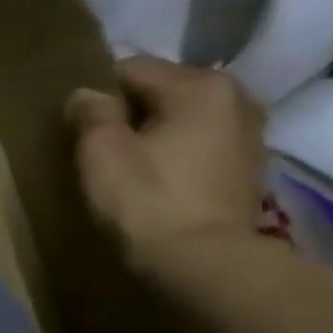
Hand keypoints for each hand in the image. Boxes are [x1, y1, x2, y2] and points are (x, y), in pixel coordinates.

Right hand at [65, 56, 265, 274]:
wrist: (202, 263)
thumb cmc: (146, 199)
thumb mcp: (101, 150)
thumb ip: (91, 112)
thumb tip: (87, 94)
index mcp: (200, 85)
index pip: (131, 69)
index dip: (99, 96)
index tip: (82, 129)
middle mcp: (236, 98)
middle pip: (163, 90)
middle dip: (132, 111)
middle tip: (104, 147)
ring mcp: (250, 134)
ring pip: (184, 118)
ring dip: (156, 133)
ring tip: (131, 164)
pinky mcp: (249, 168)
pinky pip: (201, 144)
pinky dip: (178, 153)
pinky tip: (160, 179)